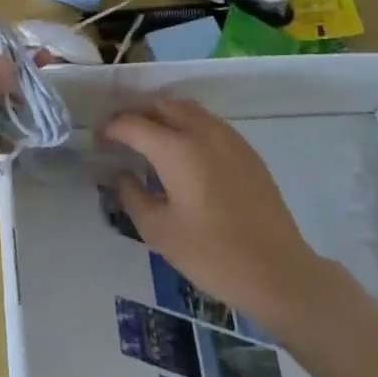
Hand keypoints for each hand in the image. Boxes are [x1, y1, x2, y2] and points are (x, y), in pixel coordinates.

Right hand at [106, 98, 332, 326]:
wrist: (278, 272)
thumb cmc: (212, 254)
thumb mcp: (159, 231)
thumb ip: (132, 195)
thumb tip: (120, 174)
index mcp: (175, 148)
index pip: (133, 123)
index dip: (111, 129)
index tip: (99, 141)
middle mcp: (201, 131)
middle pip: (161, 104)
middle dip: (137, 113)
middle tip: (122, 135)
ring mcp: (228, 137)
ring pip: (187, 108)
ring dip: (164, 115)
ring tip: (151, 139)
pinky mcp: (246, 150)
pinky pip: (208, 123)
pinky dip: (188, 125)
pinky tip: (185, 153)